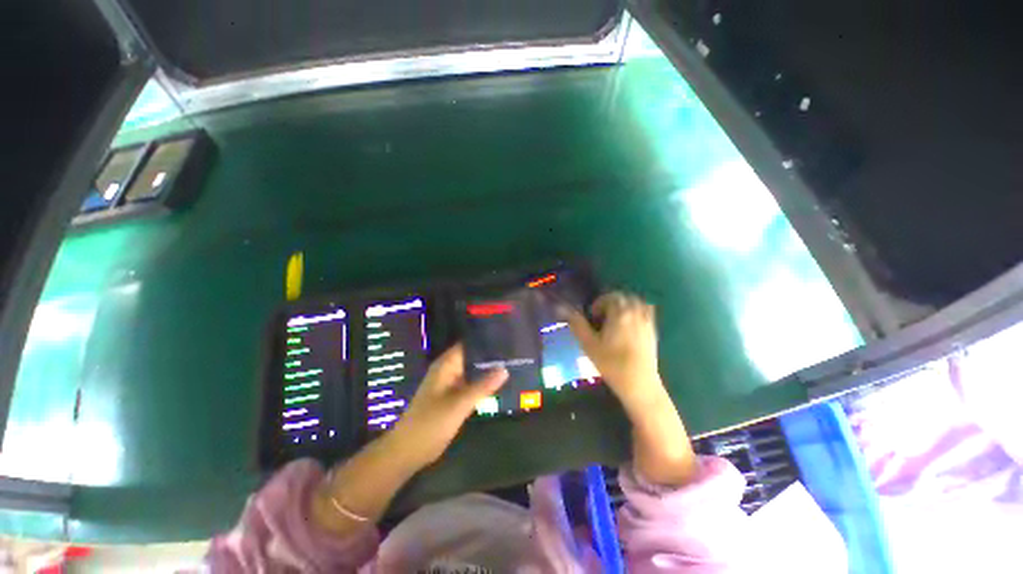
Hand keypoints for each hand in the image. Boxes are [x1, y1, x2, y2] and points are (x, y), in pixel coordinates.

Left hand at [392, 343, 507, 467]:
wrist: (409, 451)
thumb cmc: (431, 423)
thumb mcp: (459, 404)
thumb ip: (483, 386)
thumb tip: (505, 369)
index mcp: (446, 365)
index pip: (468, 344)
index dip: (486, 340)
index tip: (506, 339)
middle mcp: (449, 370)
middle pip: (472, 357)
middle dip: (491, 356)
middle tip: (514, 353)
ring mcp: (451, 384)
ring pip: (473, 371)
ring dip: (488, 370)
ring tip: (512, 365)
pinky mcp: (453, 397)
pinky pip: (471, 385)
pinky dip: (483, 384)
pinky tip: (500, 384)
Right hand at [564, 292, 697, 485]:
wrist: (639, 384)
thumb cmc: (611, 363)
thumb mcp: (588, 344)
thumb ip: (576, 324)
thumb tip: (562, 308)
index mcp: (619, 313)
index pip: (609, 297)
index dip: (598, 304)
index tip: (592, 316)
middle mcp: (635, 312)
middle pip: (623, 297)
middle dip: (611, 302)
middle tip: (601, 316)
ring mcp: (647, 321)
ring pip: (636, 302)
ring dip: (624, 304)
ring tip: (615, 318)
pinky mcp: (653, 330)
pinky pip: (647, 311)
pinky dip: (638, 310)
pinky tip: (630, 324)